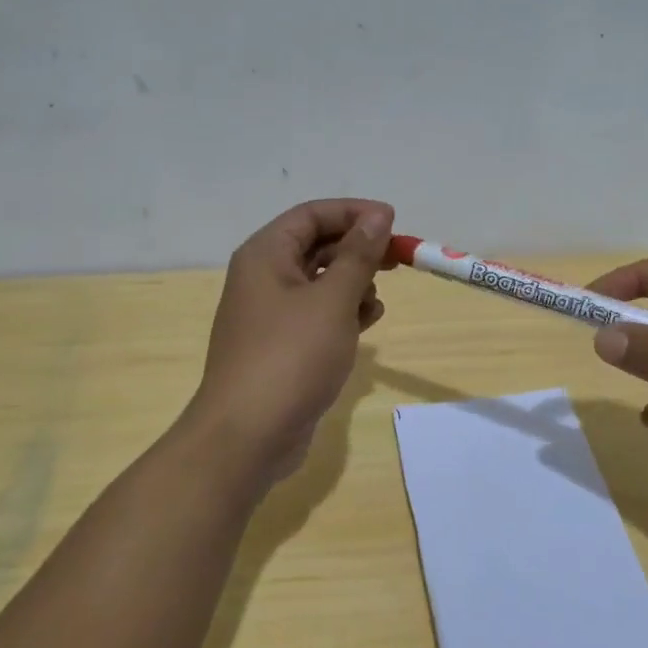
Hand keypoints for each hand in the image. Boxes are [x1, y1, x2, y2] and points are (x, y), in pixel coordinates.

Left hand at [188, 199, 392, 481]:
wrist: (249, 434)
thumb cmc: (291, 356)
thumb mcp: (332, 300)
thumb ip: (358, 256)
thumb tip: (377, 216)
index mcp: (265, 255)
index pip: (311, 215)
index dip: (353, 213)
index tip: (393, 221)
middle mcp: (263, 278)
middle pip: (316, 247)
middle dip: (358, 250)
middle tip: (398, 259)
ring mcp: (271, 316)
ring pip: (319, 283)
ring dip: (353, 284)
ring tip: (378, 298)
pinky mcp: (282, 347)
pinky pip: (317, 316)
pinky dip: (344, 314)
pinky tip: (369, 322)